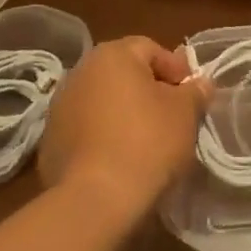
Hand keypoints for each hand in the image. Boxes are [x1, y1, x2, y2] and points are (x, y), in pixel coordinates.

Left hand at [38, 36, 207, 219]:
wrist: (94, 201)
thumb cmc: (147, 143)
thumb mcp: (185, 113)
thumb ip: (195, 92)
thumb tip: (201, 83)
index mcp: (112, 55)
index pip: (151, 49)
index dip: (176, 70)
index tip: (191, 98)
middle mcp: (80, 71)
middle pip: (124, 73)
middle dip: (149, 91)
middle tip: (172, 118)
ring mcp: (60, 106)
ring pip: (103, 101)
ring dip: (124, 114)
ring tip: (146, 142)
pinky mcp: (50, 141)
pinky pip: (86, 129)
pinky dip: (103, 137)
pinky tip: (119, 160)